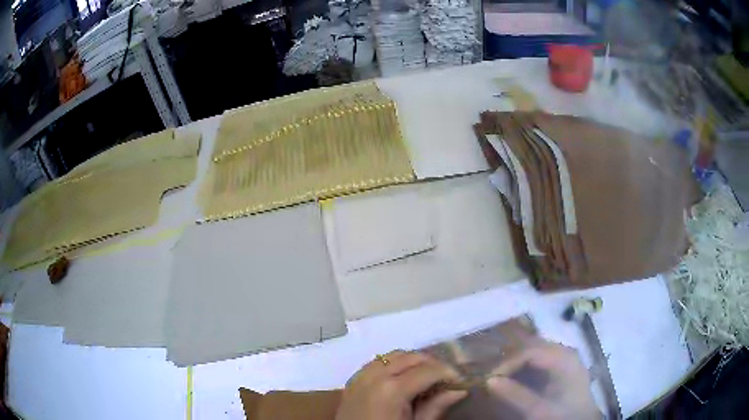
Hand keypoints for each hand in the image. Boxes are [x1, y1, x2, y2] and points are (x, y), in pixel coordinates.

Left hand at [336, 350, 467, 419]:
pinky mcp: (353, 381)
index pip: (429, 370)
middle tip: (446, 380)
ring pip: (393, 355)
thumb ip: (436, 406)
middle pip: (411, 357)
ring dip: (413, 362)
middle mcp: (375, 375)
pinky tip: (402, 379)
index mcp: (392, 389)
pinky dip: (393, 364)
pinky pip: (377, 362)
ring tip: (426, 378)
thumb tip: (460, 390)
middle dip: (433, 364)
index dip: (449, 373)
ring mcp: (361, 376)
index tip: (461, 382)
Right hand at [486, 341, 600, 419]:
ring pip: (537, 350)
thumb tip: (488, 380)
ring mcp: (566, 358)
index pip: (530, 351)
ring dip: (518, 362)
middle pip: (534, 346)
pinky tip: (518, 378)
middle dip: (511, 360)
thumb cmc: (562, 415)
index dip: (508, 363)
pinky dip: (527, 366)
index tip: (490, 379)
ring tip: (503, 377)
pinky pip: (542, 358)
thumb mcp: (538, 410)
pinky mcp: (564, 366)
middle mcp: (566, 352)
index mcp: (564, 359)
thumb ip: (515, 395)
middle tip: (494, 376)